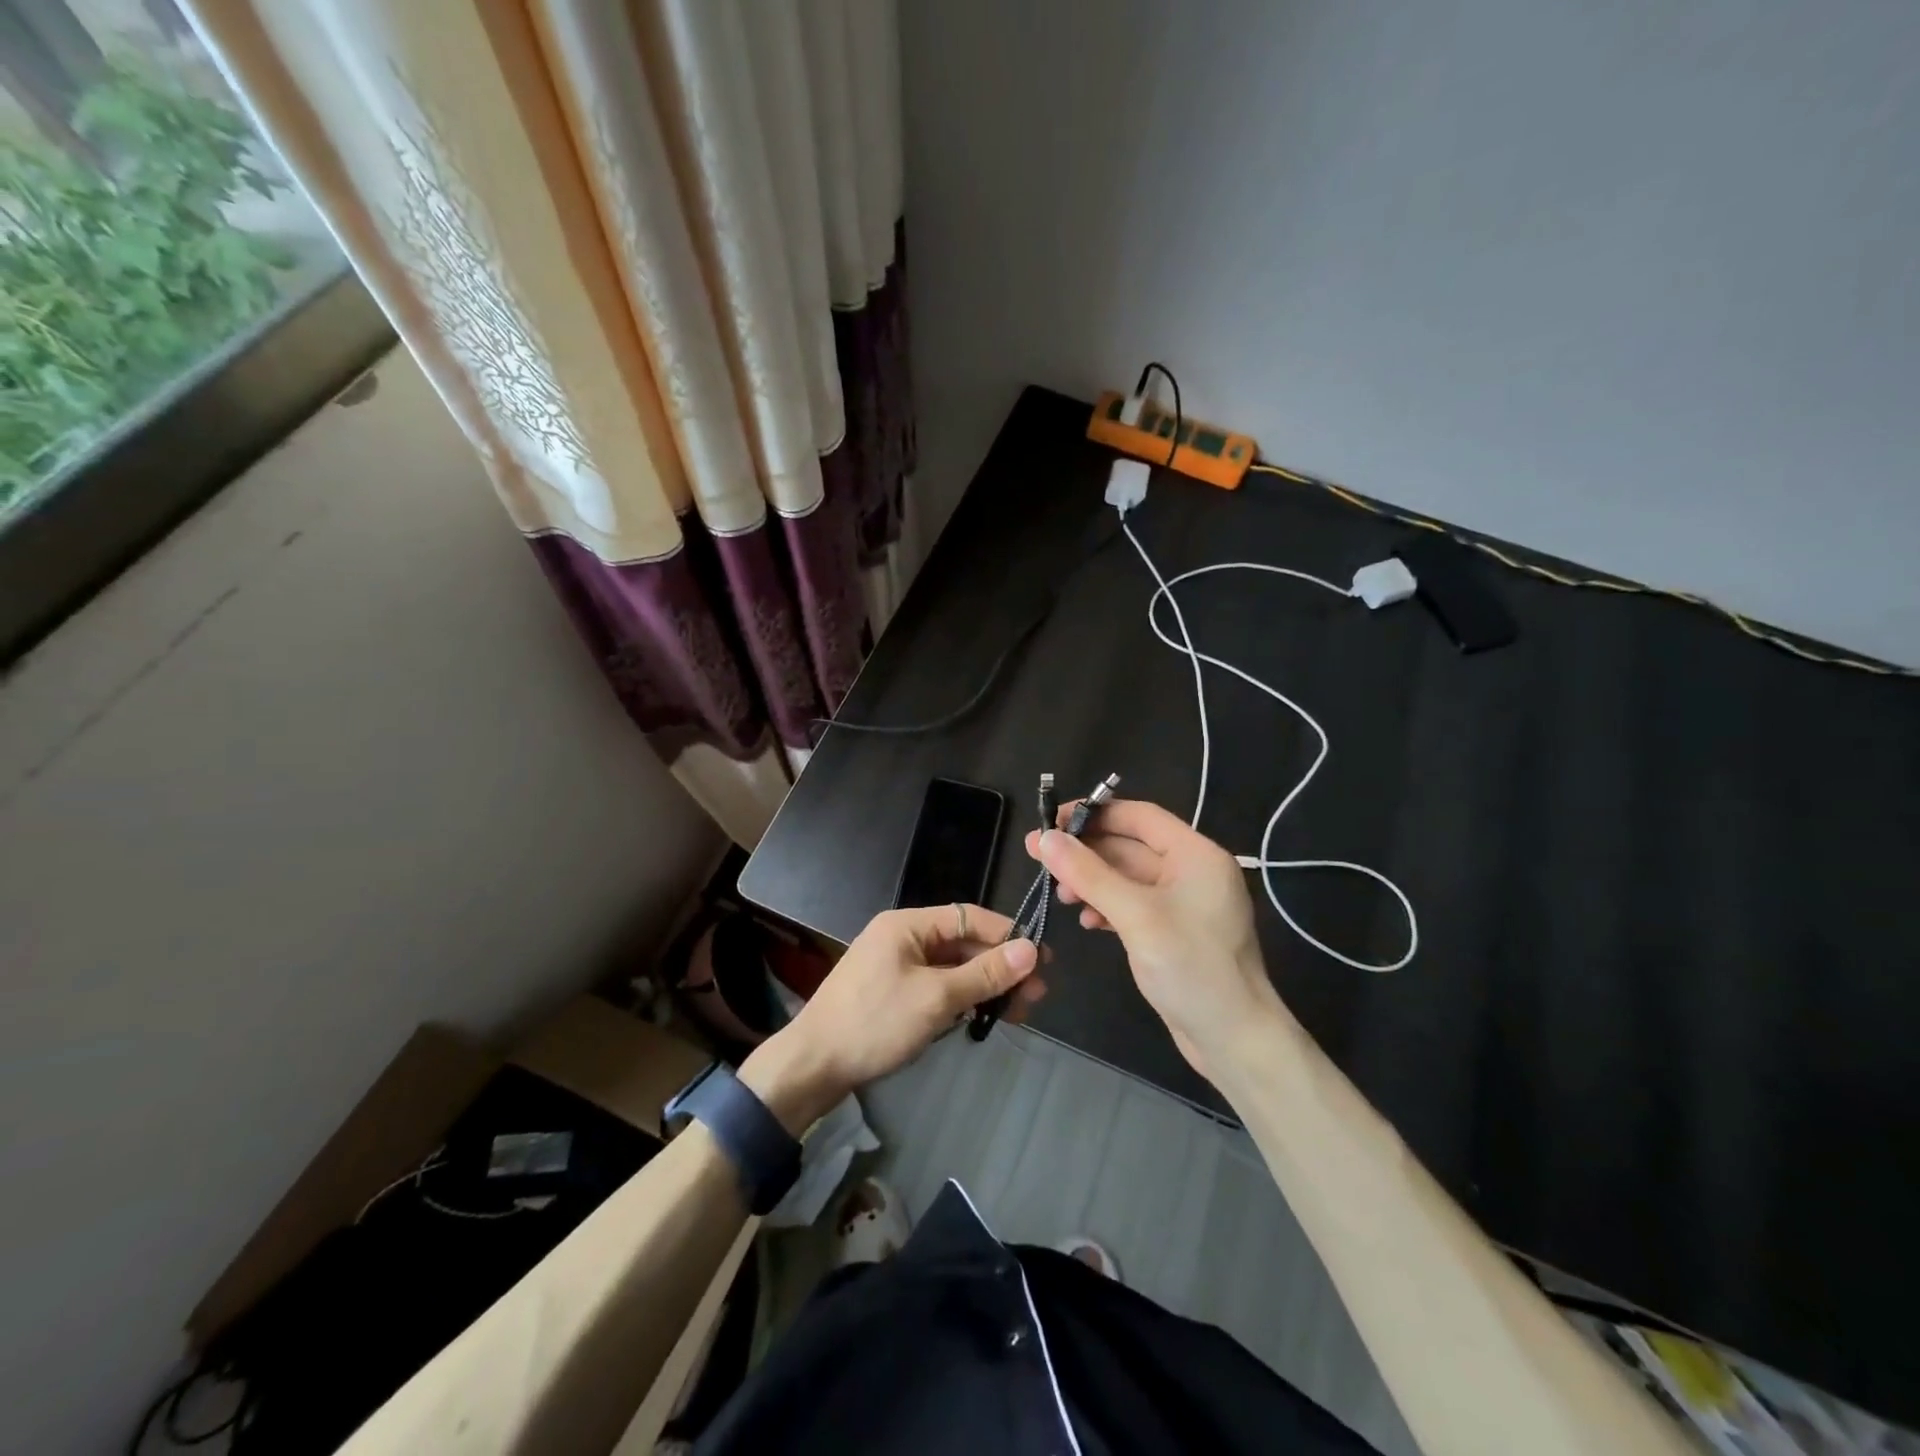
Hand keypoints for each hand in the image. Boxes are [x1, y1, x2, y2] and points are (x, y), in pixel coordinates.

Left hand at [740, 905, 1043, 1131]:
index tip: (1043, 959)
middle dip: (1000, 966)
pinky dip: (961, 998)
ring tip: (1019, 1011)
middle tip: (1037, 994)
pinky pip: (937, 986)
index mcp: (907, 924)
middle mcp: (902, 937)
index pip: (968, 917)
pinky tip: (983, 1016)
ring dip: (984, 985)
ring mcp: (896, 965)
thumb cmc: (875, 1022)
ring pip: (952, 967)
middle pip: (963, 943)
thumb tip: (1031, 951)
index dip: (1007, 935)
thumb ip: (984, 973)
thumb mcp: (936, 998)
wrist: (812, 1066)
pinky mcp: (893, 992)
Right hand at [1025, 799, 1287, 1079]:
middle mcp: (1192, 871)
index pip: (1139, 817)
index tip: (1051, 822)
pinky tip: (1087, 922)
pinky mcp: (1173, 931)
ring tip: (1060, 896)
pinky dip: (1107, 907)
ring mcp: (1183, 903)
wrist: (1234, 1040)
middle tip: (1038, 857)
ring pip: (1127, 877)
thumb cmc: (1191, 968)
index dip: (1094, 814)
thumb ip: (1089, 874)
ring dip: (1092, 881)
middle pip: (1130, 846)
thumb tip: (1046, 838)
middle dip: (1085, 852)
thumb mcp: (1136, 916)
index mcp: (1196, 855)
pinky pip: (1133, 905)